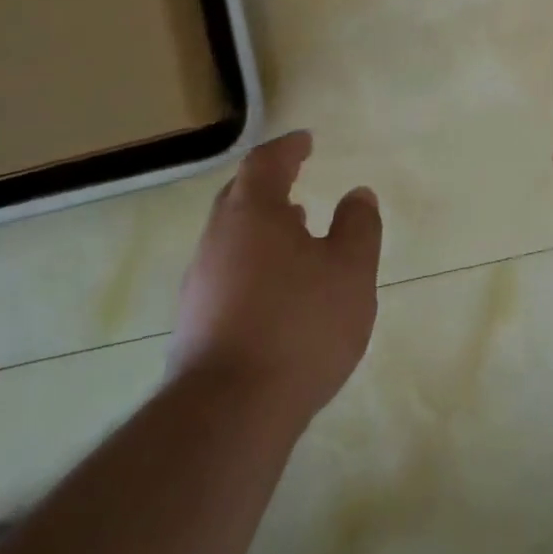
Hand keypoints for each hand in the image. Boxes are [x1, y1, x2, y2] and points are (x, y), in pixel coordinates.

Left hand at [170, 131, 381, 415]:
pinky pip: (226, 270)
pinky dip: (252, 260)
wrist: (229, 412)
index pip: (266, 163)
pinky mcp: (194, 322)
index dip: (288, 148)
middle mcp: (217, 239)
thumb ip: (358, 226)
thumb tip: (358, 194)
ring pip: (231, 236)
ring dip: (261, 225)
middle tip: (294, 179)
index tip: (306, 141)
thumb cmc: (299, 325)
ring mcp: (199, 282)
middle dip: (268, 184)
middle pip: (240, 196)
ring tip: (295, 230)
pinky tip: (276, 286)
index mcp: (252, 213)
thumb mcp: (350, 270)